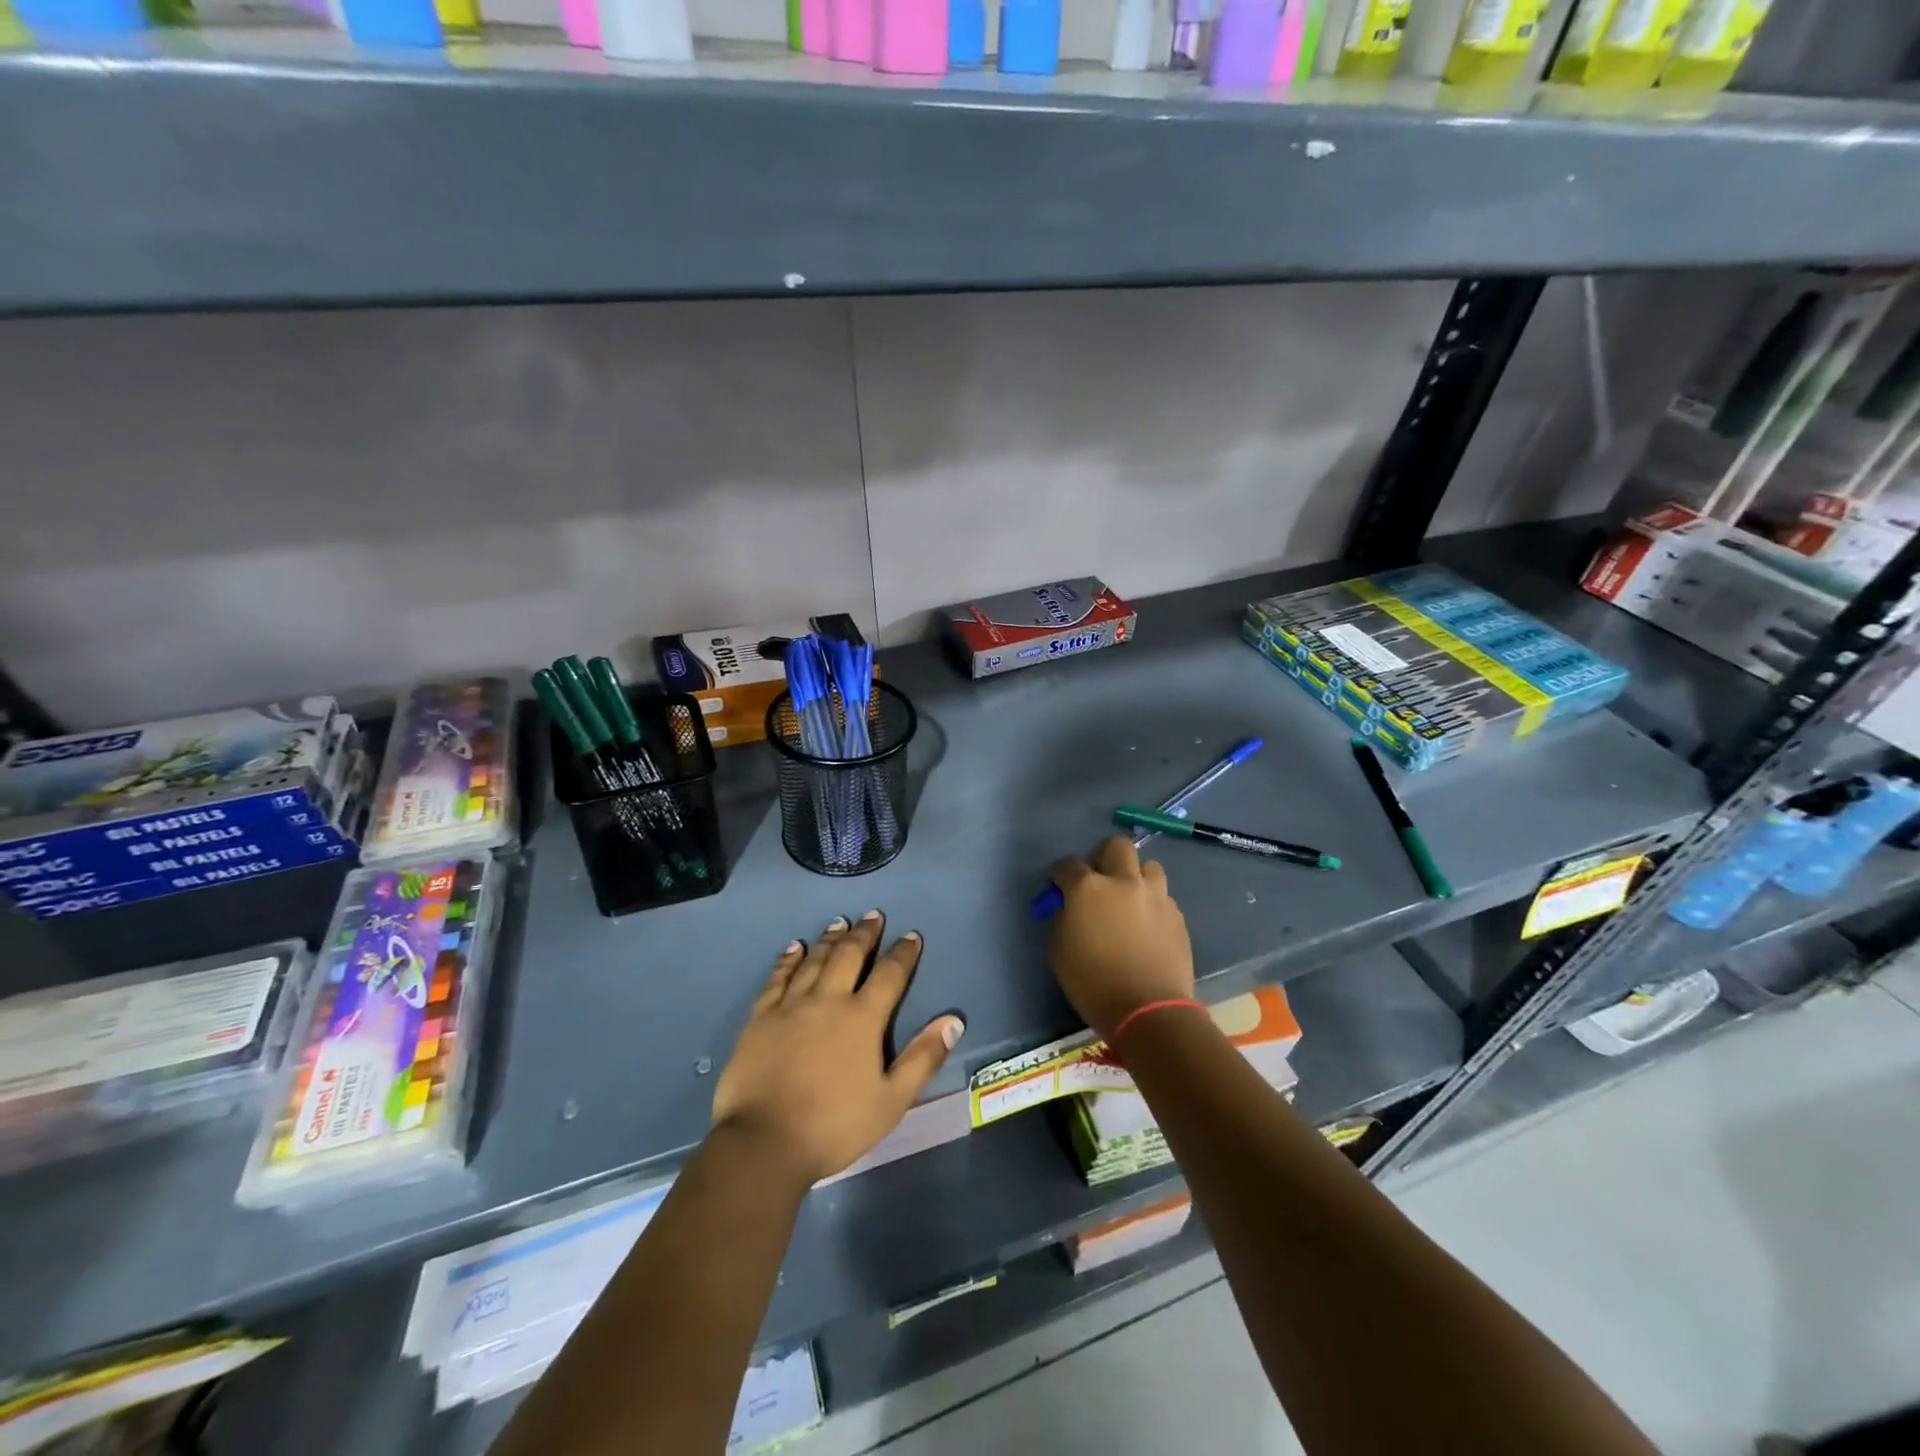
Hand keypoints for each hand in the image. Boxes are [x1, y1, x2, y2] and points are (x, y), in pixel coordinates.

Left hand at [711, 912, 964, 1189]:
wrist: (763, 1143)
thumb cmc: (834, 1125)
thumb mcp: (891, 1101)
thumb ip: (923, 1058)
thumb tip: (953, 1020)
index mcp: (863, 1019)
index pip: (889, 975)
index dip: (903, 953)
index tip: (911, 935)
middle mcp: (829, 1000)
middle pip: (849, 956)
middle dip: (864, 933)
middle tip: (873, 915)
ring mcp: (791, 1005)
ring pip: (815, 960)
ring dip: (830, 939)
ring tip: (839, 922)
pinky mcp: (761, 1017)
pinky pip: (777, 977)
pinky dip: (788, 959)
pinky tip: (794, 948)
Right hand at [1048, 835, 1194, 1040]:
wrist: (1149, 1011)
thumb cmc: (1093, 983)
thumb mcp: (1058, 951)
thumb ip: (1061, 918)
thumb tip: (1069, 907)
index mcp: (1089, 888)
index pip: (1068, 864)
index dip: (1060, 873)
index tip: (1058, 884)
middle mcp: (1124, 882)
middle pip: (1116, 846)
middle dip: (1103, 856)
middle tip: (1098, 879)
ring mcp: (1155, 896)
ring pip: (1148, 866)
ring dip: (1135, 876)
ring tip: (1128, 898)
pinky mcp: (1177, 915)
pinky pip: (1162, 896)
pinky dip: (1151, 902)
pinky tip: (1146, 924)